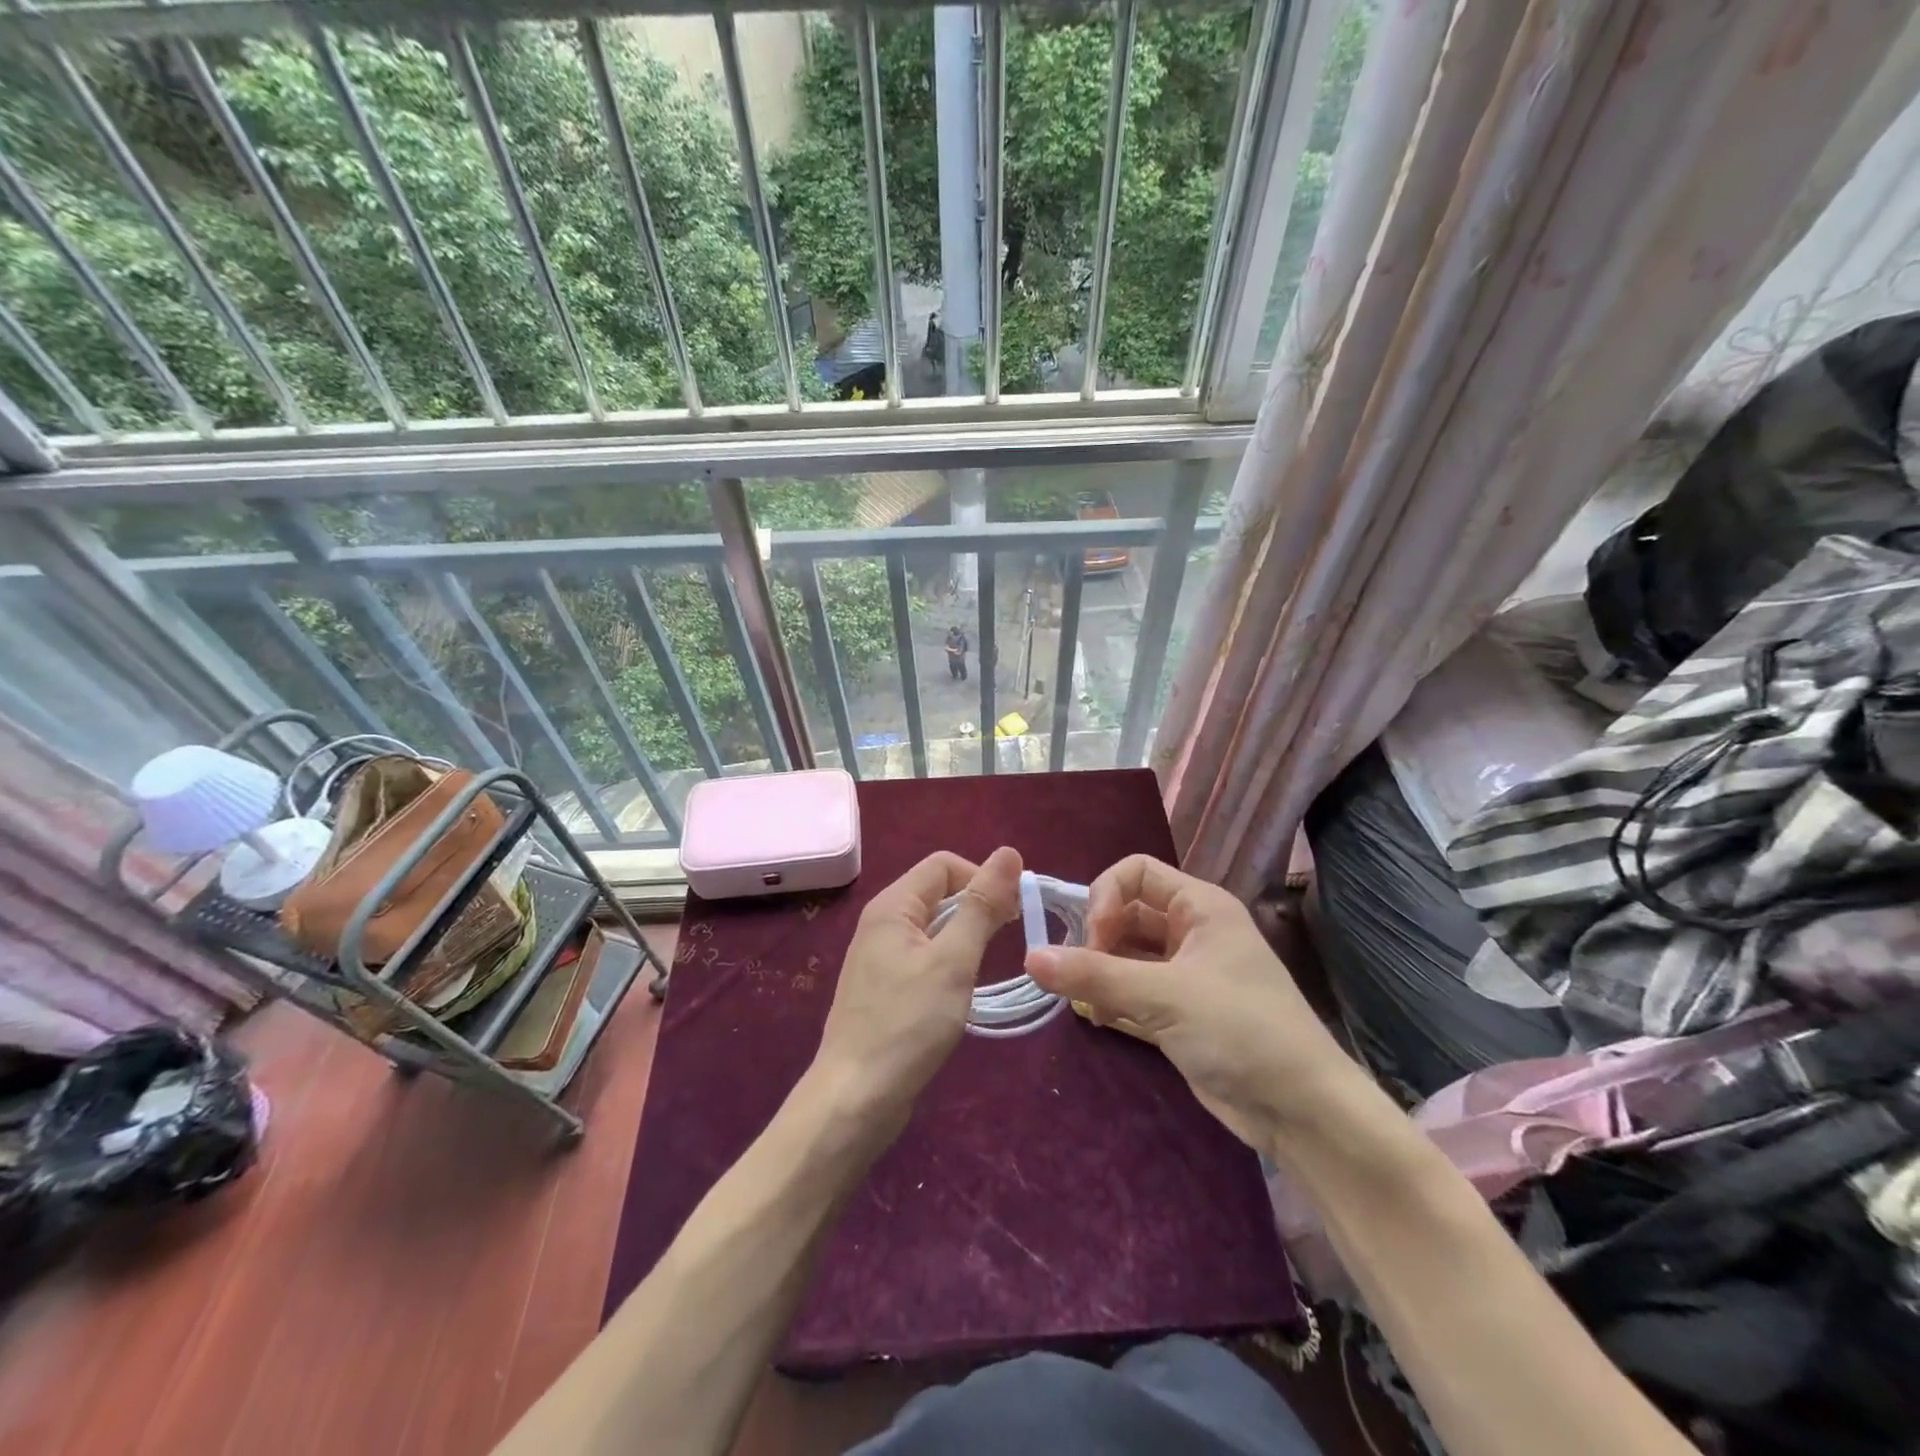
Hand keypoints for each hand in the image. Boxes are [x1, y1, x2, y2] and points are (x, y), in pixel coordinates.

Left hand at [811, 848, 1022, 1133]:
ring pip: (933, 925)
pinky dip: (949, 960)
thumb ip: (981, 905)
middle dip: (976, 905)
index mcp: (892, 905)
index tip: (1013, 914)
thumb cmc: (908, 1023)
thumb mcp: (954, 960)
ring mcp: (880, 956)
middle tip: (1009, 939)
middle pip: (938, 891)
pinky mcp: (884, 986)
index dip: (982, 878)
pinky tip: (962, 988)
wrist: (855, 1098)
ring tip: (989, 964)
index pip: (944, 865)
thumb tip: (1009, 852)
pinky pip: (924, 954)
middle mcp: (882, 922)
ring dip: (965, 934)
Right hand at [1025, 854, 1360, 1150]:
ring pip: (1127, 953)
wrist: (1302, 1110)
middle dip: (1098, 938)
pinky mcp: (1182, 1010)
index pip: (1135, 872)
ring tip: (1086, 1002)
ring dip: (1101, 971)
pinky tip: (1102, 1020)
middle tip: (1078, 975)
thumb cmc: (1240, 1030)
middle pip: (1127, 912)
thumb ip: (1095, 975)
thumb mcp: (1164, 996)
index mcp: (1200, 906)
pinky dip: (1113, 998)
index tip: (1092, 939)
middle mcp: (1192, 930)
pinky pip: (1134, 987)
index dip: (1105, 896)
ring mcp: (1187, 971)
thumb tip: (1031, 958)